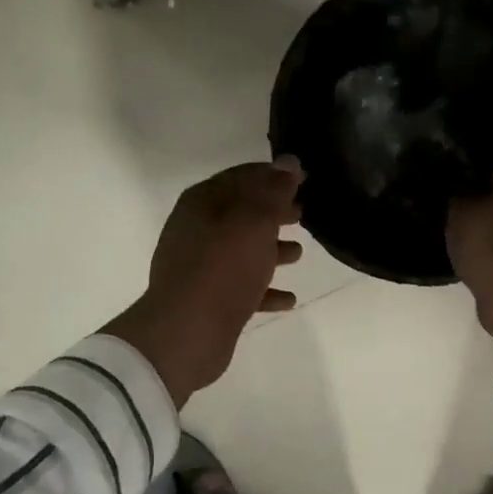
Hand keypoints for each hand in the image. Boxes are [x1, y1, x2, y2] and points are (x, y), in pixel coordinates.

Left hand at [103, 159, 304, 404]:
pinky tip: (289, 299)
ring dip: (270, 249)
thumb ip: (274, 190)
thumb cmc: (224, 266)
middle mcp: (197, 229)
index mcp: (203, 202)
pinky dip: (265, 289)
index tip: (304, 179)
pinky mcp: (208, 299)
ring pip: (242, 250)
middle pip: (242, 212)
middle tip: (303, 214)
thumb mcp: (255, 220)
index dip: (274, 175)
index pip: (243, 176)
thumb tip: (288, 162)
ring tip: (299, 253)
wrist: (188, 331)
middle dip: (273, 212)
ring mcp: (200, 266)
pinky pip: (242, 287)